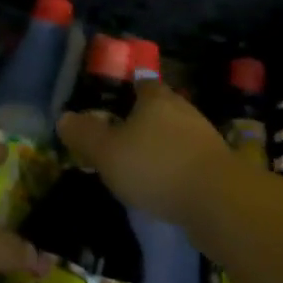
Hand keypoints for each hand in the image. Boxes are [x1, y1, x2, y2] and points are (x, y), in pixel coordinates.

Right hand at [57, 81, 234, 230]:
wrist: (219, 200)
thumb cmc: (156, 166)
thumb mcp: (107, 152)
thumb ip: (84, 135)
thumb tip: (63, 118)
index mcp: (155, 97)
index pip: (140, 82)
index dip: (127, 89)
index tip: (113, 102)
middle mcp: (182, 109)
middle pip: (160, 107)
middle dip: (143, 119)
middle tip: (121, 135)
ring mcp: (204, 136)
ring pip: (176, 133)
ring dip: (161, 144)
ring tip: (141, 163)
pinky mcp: (218, 165)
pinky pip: (189, 158)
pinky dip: (176, 166)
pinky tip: (165, 184)